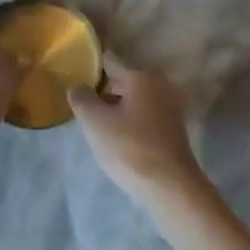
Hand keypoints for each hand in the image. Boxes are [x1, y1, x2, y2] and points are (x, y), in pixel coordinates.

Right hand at [68, 54, 206, 204]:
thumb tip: (78, 87)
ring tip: (98, 127)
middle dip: (104, 92)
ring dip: (117, 110)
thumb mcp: (95, 122)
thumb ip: (82, 98)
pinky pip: (144, 117)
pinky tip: (119, 140)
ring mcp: (170, 107)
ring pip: (134, 101)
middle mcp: (159, 85)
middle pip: (122, 82)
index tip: (75, 73)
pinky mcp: (174, 129)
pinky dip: (131, 123)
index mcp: (141, 77)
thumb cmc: (130, 148)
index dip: (91, 66)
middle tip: (84, 108)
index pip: (110, 61)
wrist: (171, 188)